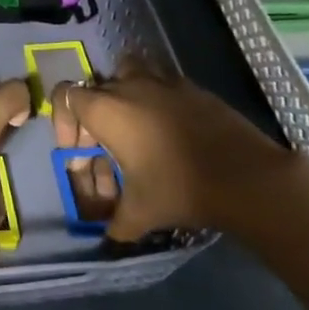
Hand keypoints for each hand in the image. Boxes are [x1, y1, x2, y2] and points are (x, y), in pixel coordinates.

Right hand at [52, 57, 307, 241]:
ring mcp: (163, 82)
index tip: (76, 150)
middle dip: (93, 117)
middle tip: (104, 150)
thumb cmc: (179, 188)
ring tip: (133, 124)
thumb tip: (110, 238)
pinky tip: (169, 130)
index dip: (63, 121)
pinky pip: (162, 82)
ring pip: (128, 71)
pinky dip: (156, 99)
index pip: (65, 95)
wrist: (246, 177)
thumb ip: (116, 223)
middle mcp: (129, 86)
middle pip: (96, 88)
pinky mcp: (193, 88)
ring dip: (123, 92)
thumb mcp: (139, 213)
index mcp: (106, 110)